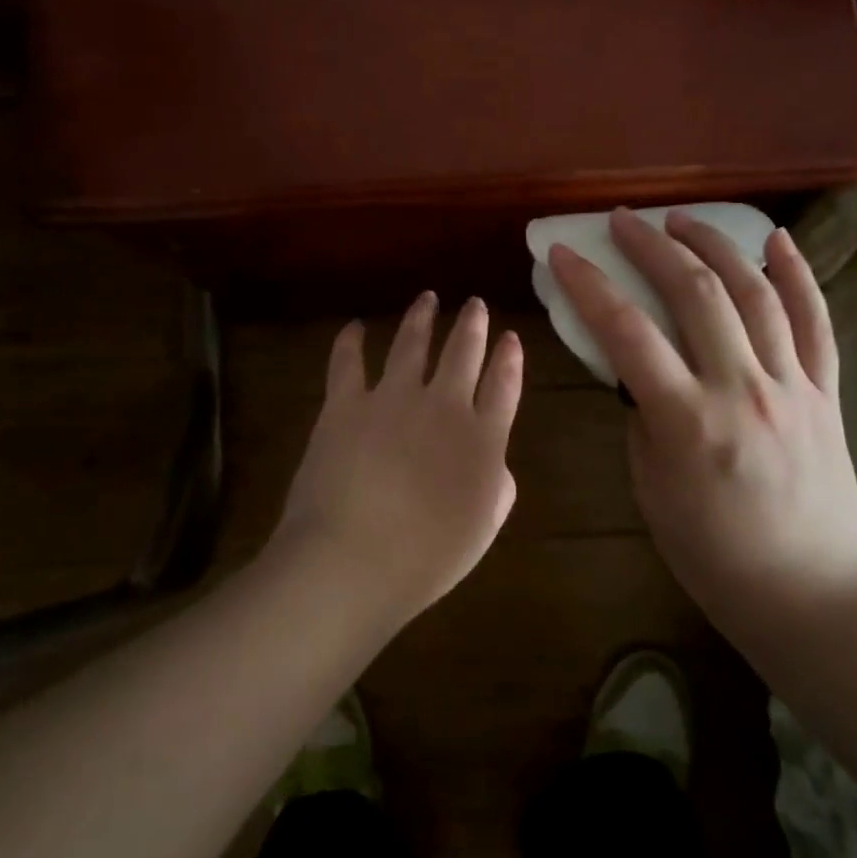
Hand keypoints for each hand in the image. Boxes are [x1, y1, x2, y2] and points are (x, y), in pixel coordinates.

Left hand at [268, 293, 524, 624]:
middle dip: (472, 324)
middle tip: (475, 304)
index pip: (503, 385)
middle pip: (463, 352)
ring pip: (411, 343)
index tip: (510, 337)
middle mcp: (442, 405)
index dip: (509, 358)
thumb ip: (497, 487)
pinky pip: (347, 361)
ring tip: (427, 298)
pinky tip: (354, 326)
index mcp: (482, 438)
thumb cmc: (427, 557)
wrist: (355, 558)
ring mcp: (392, 398)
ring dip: (421, 317)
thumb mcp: (483, 528)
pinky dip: (350, 341)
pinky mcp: (346, 404)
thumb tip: (494, 460)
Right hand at [548, 209, 856, 634]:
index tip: (565, 253)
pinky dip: (797, 274)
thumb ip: (643, 418)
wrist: (809, 595)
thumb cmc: (712, 554)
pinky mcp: (827, 393)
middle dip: (652, 246)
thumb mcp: (650, 488)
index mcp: (687, 421)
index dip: (590, 285)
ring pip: (755, 294)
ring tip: (683, 220)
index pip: (627, 332)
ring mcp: (792, 386)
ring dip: (715, 246)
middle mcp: (742, 390)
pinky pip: (816, 322)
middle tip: (623, 221)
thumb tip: (640, 369)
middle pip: (695, 294)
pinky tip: (775, 239)